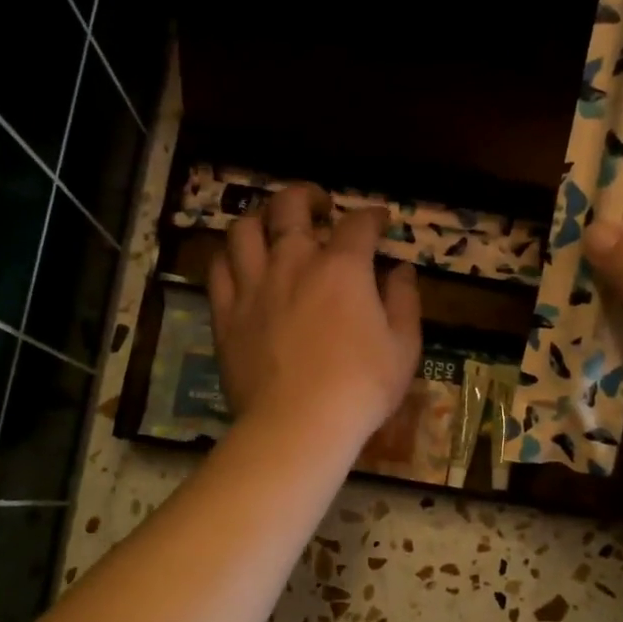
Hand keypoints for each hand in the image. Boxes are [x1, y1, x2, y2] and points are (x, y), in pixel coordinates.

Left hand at [208, 183, 422, 447]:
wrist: (298, 425)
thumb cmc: (361, 388)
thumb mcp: (404, 347)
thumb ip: (404, 301)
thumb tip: (400, 269)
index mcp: (342, 268)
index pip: (358, 224)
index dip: (373, 216)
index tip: (381, 221)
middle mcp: (293, 263)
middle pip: (290, 206)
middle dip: (307, 196)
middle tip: (318, 206)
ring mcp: (253, 286)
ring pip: (244, 229)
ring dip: (261, 218)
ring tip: (272, 227)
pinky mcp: (226, 314)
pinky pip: (218, 268)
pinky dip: (230, 257)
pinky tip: (240, 263)